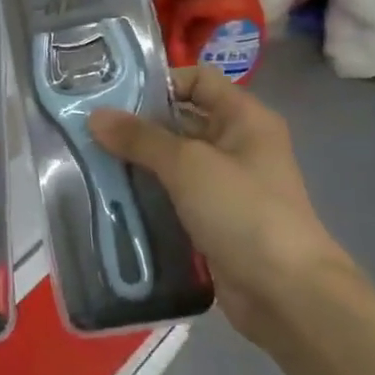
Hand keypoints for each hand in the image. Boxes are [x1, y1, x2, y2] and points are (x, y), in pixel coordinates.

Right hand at [88, 67, 352, 346]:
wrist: (286, 294)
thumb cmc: (243, 212)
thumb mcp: (188, 165)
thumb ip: (140, 138)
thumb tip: (95, 117)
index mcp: (244, 118)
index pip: (198, 80)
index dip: (159, 82)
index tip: (112, 94)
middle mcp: (237, 145)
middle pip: (180, 121)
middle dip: (136, 124)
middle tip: (87, 127)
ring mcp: (225, 185)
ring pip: (172, 162)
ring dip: (136, 162)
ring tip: (88, 160)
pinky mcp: (213, 220)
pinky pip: (173, 196)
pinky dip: (146, 194)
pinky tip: (110, 196)